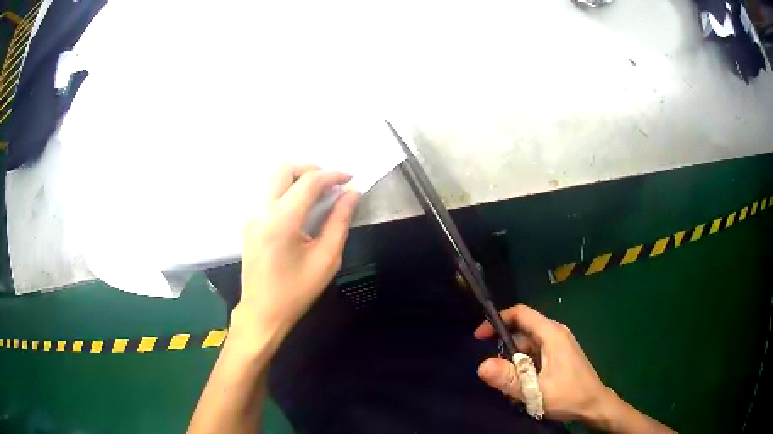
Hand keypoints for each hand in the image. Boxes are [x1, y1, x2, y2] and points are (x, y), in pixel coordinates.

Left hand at [232, 164, 360, 344]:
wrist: (262, 312)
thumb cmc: (296, 291)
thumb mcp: (326, 259)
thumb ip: (339, 222)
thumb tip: (352, 194)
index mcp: (282, 221)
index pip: (308, 183)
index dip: (332, 175)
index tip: (350, 179)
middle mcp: (262, 212)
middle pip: (283, 169)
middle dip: (310, 169)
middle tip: (331, 182)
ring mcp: (252, 216)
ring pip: (272, 179)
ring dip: (297, 178)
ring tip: (319, 193)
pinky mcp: (250, 223)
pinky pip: (268, 194)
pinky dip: (287, 190)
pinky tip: (302, 208)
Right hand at [474, 305, 614, 423]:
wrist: (595, 405)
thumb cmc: (569, 395)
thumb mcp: (535, 391)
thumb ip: (509, 379)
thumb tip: (481, 366)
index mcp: (551, 334)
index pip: (521, 313)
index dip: (498, 320)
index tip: (479, 337)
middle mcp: (555, 334)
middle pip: (522, 333)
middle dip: (505, 352)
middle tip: (496, 376)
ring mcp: (558, 346)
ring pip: (528, 347)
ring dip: (514, 366)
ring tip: (510, 390)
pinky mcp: (559, 357)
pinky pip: (535, 357)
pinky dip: (524, 370)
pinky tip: (523, 389)